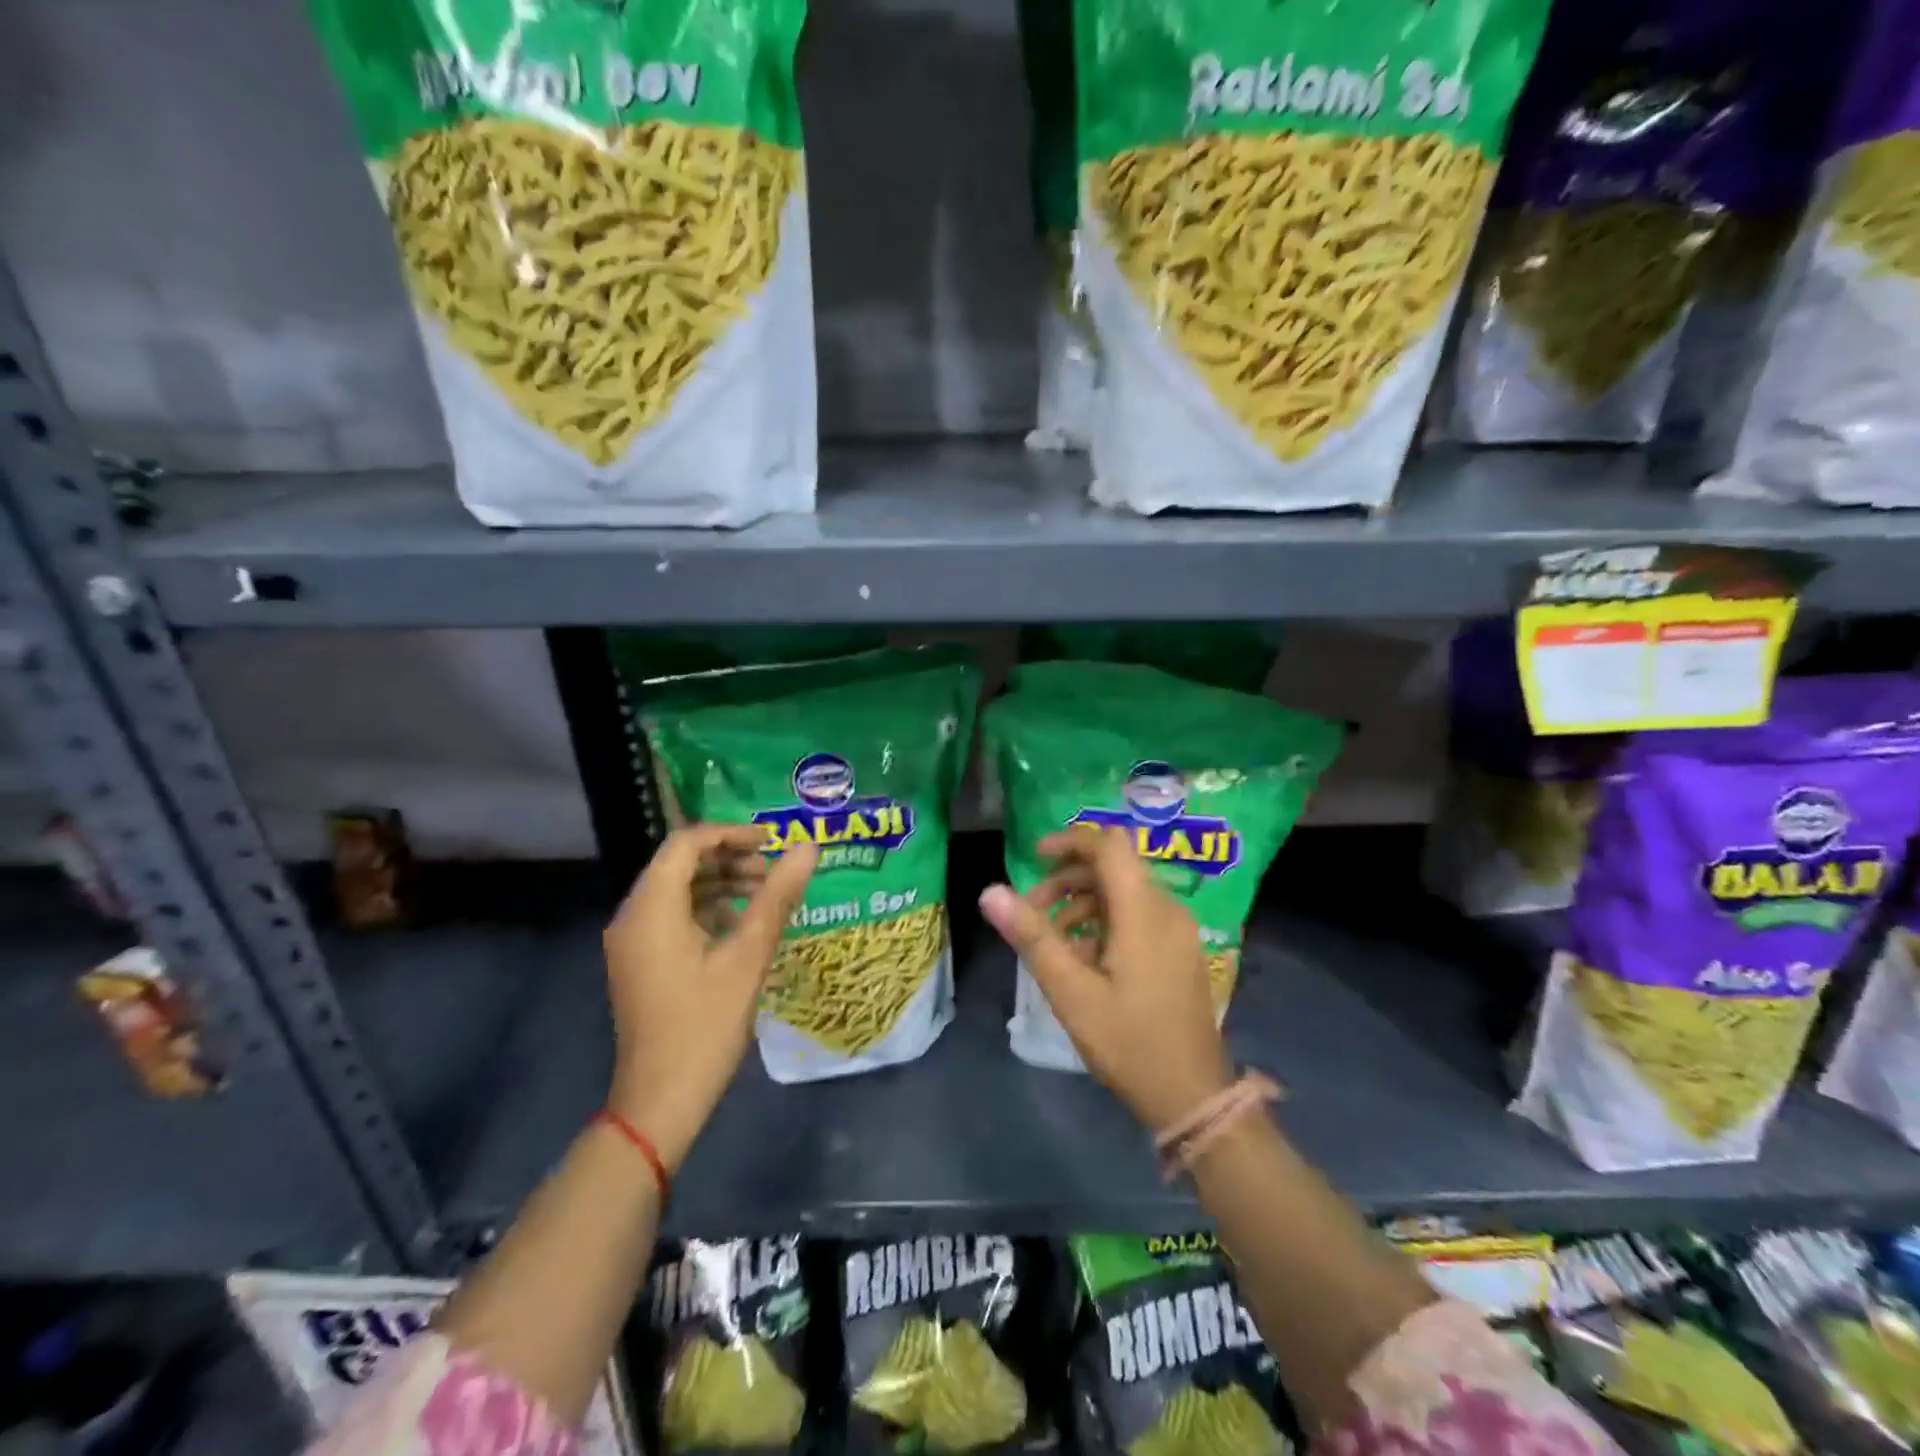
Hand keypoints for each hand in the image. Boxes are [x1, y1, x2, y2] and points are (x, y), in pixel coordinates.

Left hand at [604, 825, 816, 1169]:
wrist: (660, 1102)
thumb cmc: (704, 1025)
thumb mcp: (748, 956)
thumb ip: (777, 896)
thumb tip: (808, 848)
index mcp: (651, 909)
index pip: (686, 843)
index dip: (730, 833)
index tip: (772, 840)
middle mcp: (632, 916)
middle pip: (680, 864)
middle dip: (729, 858)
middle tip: (773, 871)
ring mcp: (632, 942)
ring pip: (678, 890)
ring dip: (721, 883)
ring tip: (765, 895)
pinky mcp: (640, 962)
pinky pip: (673, 916)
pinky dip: (708, 909)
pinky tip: (743, 927)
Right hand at [979, 825, 1232, 1130]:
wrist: (1193, 1096)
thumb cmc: (1129, 1042)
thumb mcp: (1071, 992)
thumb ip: (1032, 937)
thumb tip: (990, 892)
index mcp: (1144, 911)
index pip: (1110, 844)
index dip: (1070, 841)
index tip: (1034, 859)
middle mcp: (1167, 909)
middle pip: (1114, 866)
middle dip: (1068, 878)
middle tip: (1031, 910)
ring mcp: (1178, 930)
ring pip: (1125, 891)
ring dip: (1083, 901)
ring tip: (1050, 939)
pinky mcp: (1179, 950)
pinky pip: (1138, 914)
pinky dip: (1105, 920)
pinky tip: (1082, 957)